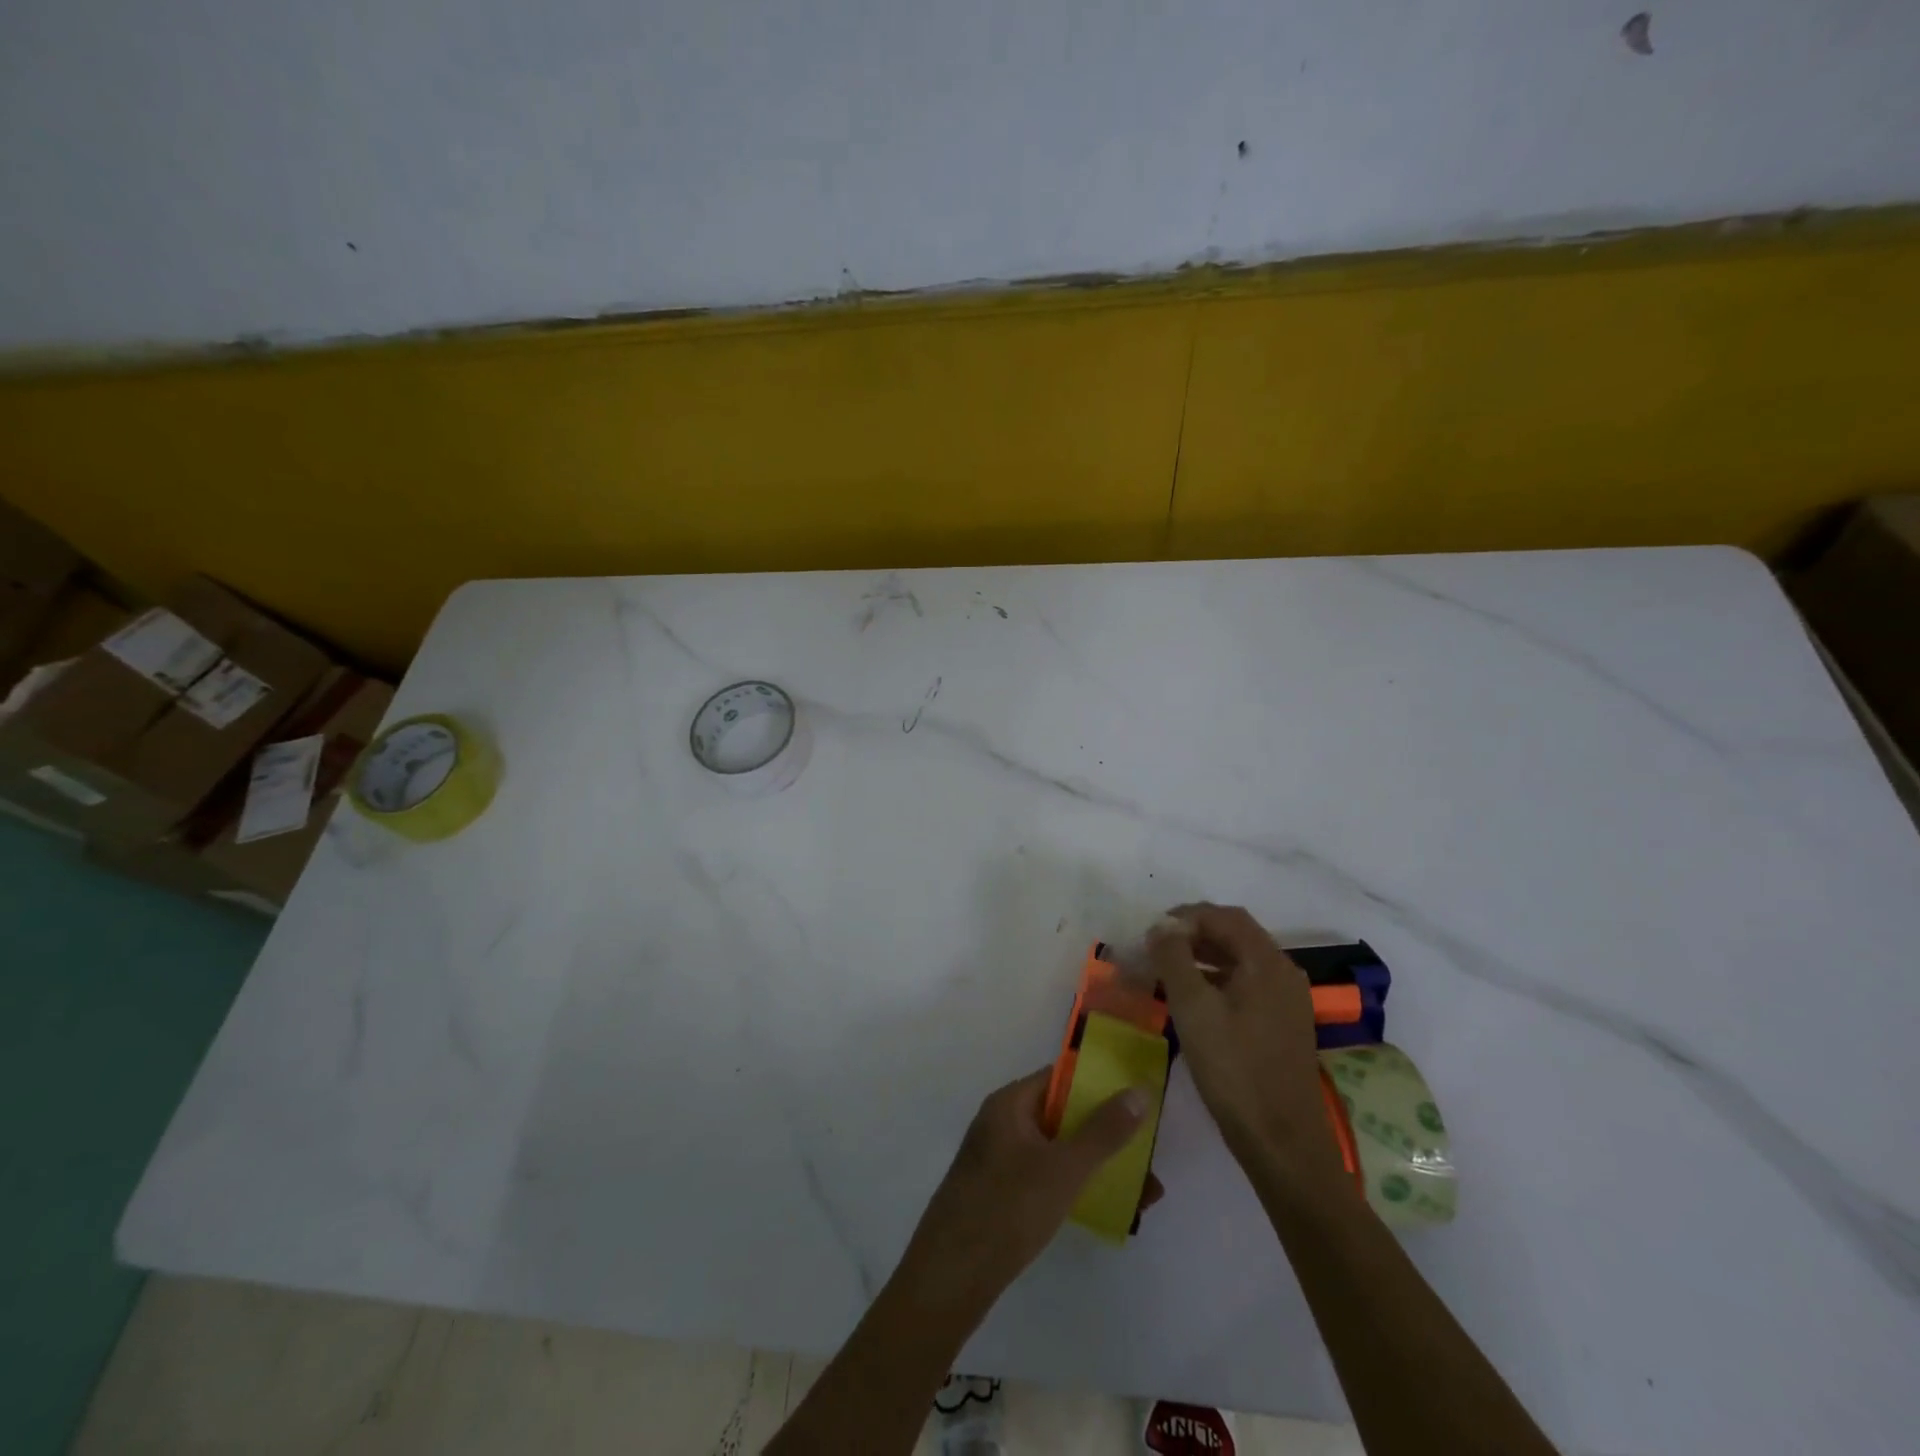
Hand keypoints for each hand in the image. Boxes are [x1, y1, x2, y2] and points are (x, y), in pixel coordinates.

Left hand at [892, 1068, 1162, 1320]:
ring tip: (1144, 1197)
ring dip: (1097, 1166)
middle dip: (1107, 1135)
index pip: (1060, 1078)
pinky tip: (1109, 1212)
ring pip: (1058, 1152)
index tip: (1138, 1099)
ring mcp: (999, 1161)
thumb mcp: (1064, 1168)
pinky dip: (1076, 1187)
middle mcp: (1002, 1124)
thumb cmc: (1008, 1208)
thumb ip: (1104, 1131)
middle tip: (1148, 1158)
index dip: (1099, 1084)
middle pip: (1063, 1117)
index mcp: (1010, 1104)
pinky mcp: (1000, 1195)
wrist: (950, 1278)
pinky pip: (1046, 1178)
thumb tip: (1139, 1090)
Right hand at [1148, 905, 1346, 1178]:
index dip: (1185, 916)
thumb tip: (1162, 926)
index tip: (1151, 932)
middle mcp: (1283, 973)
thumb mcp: (1193, 1009)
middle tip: (1155, 948)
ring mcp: (1287, 1001)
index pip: (1225, 917)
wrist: (1282, 1143)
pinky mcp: (1283, 1025)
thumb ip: (1174, 958)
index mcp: (1267, 963)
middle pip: (1235, 935)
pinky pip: (1246, 985)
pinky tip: (1193, 1001)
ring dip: (1202, 958)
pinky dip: (1216, 981)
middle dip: (1192, 935)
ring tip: (1166, 971)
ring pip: (1239, 961)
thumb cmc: (1234, 1070)